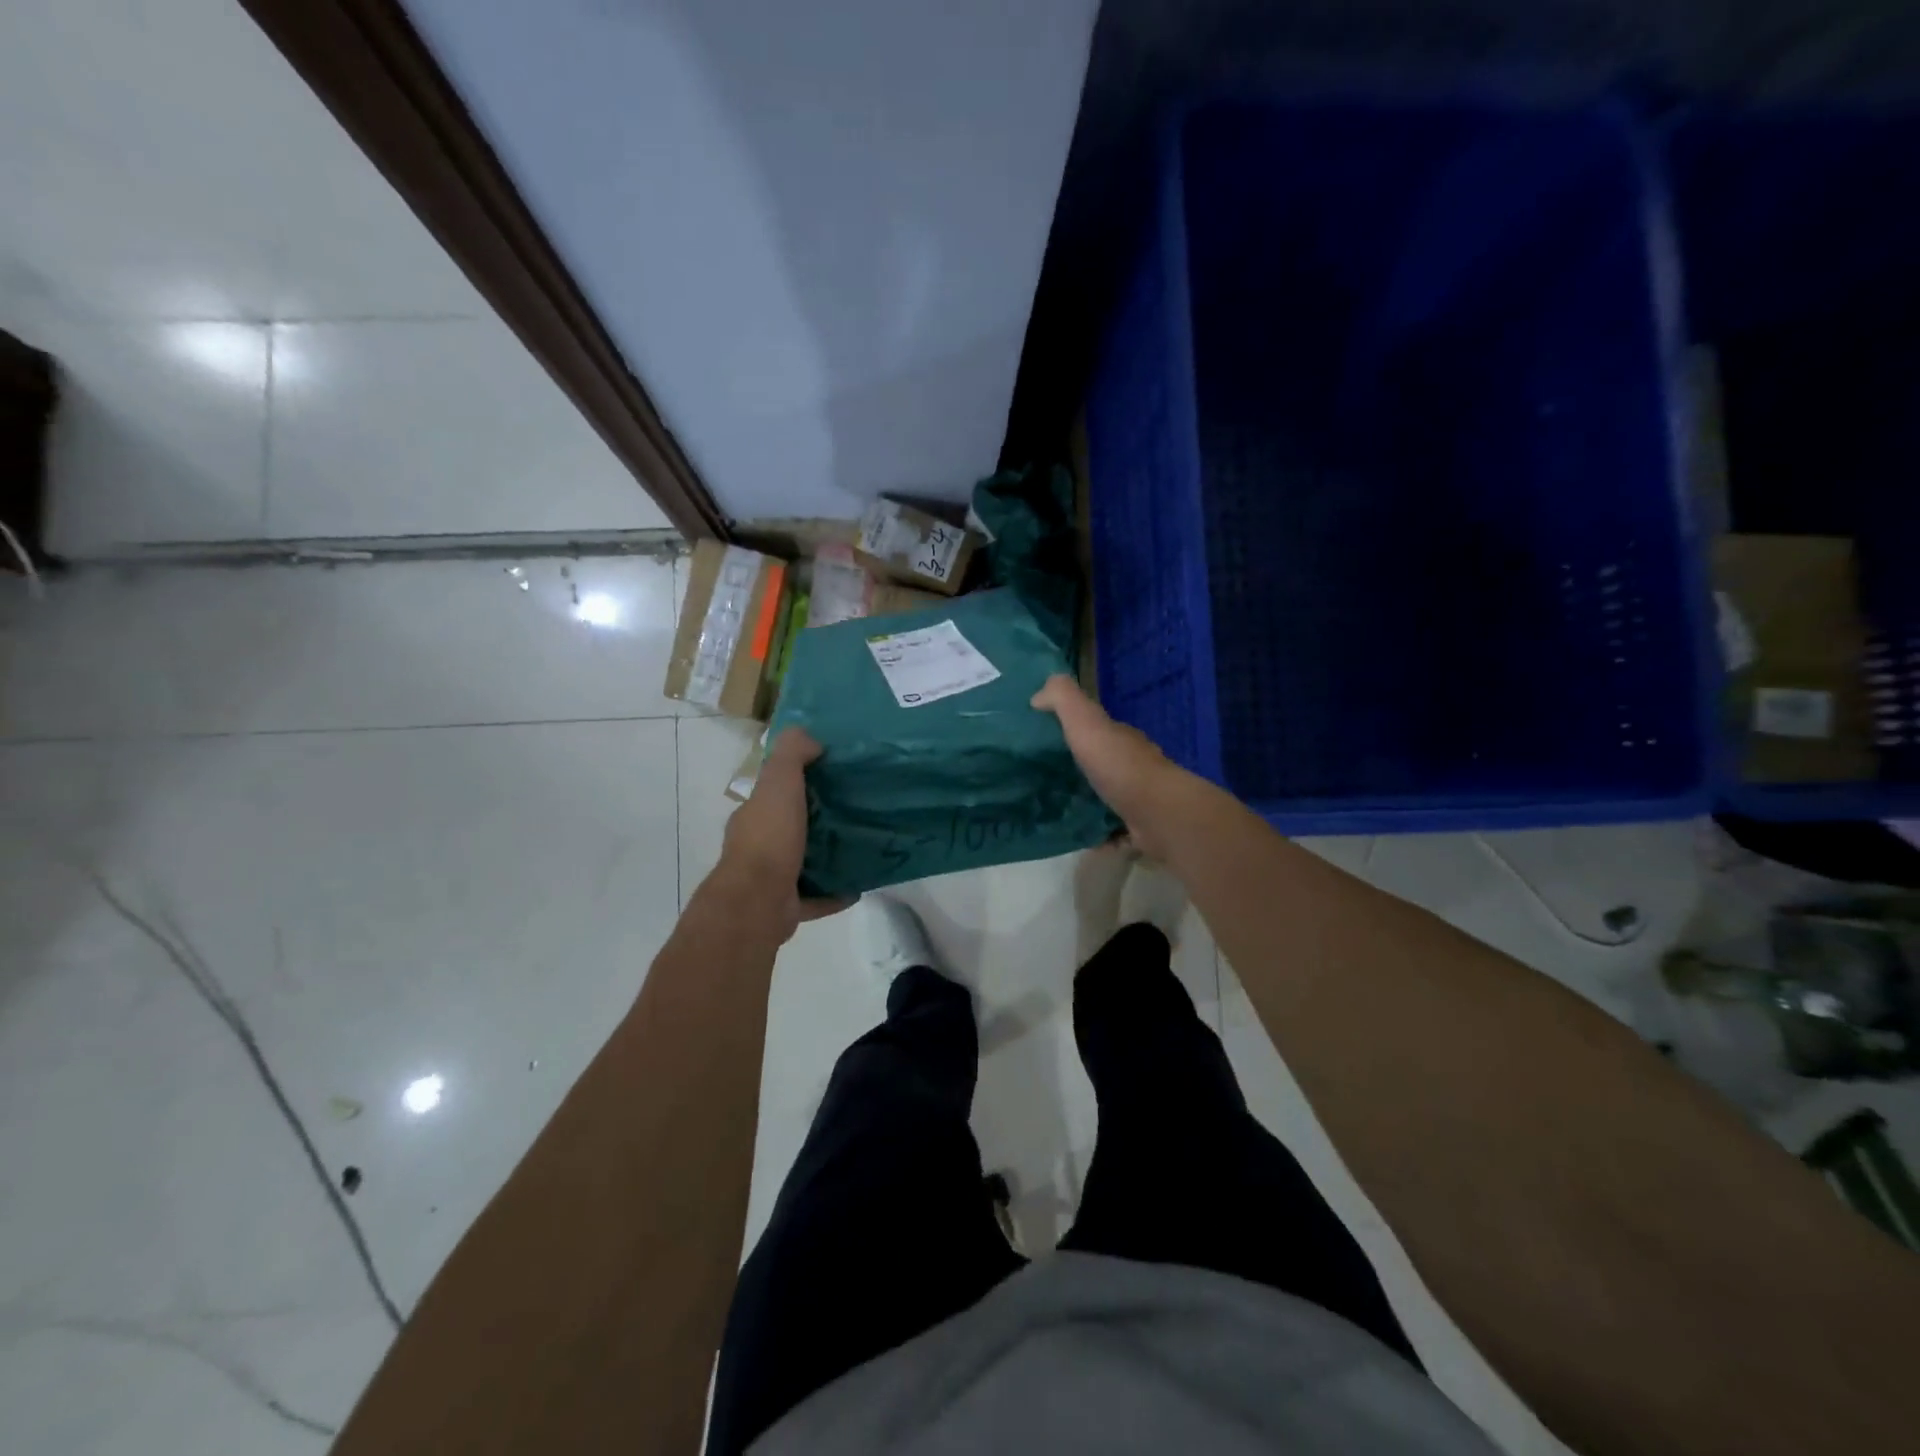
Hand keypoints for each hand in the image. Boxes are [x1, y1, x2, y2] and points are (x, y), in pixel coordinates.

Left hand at [715, 728, 852, 935]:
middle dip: (814, 820)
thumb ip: (791, 754)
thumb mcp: (779, 782)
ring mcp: (770, 879)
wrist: (758, 901)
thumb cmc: (769, 837)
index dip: (797, 783)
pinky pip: (815, 897)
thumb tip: (811, 739)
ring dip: (824, 855)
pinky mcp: (786, 906)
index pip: (773, 793)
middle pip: (789, 827)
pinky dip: (834, 893)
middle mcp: (758, 846)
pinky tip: (856, 887)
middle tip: (852, 811)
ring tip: (858, 846)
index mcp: (754, 816)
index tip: (830, 776)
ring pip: (801, 862)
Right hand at [1031, 675, 1183, 856]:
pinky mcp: (1140, 828)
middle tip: (1041, 779)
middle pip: (1101, 762)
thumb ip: (1063, 699)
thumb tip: (1038, 693)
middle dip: (1077, 768)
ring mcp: (1139, 798)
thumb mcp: (1085, 723)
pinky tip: (1078, 839)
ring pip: (1107, 796)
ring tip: (1054, 810)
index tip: (1041, 738)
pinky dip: (1099, 835)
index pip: (1095, 728)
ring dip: (1087, 802)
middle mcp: (1132, 764)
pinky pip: (1114, 831)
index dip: (1071, 729)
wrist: (1158, 814)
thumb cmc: (1119, 766)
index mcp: (1119, 738)